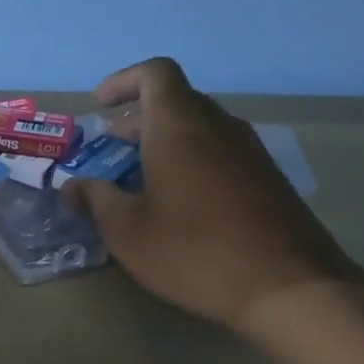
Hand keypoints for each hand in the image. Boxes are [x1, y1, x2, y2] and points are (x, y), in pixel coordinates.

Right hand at [69, 57, 363, 332]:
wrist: (290, 289)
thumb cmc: (195, 252)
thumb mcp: (128, 232)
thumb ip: (95, 201)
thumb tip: (73, 186)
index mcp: (180, 127)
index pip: (155, 74)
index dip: (123, 81)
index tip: (99, 106)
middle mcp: (218, 128)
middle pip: (176, 102)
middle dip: (137, 120)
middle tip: (108, 150)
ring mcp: (250, 153)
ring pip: (199, 128)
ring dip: (164, 142)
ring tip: (138, 179)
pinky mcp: (268, 180)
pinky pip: (220, 152)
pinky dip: (190, 161)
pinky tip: (178, 204)